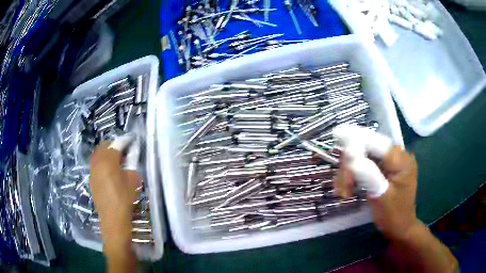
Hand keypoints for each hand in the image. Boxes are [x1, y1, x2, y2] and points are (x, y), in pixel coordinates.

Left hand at [89, 135, 137, 249]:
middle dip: (114, 145)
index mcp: (108, 160)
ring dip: (107, 153)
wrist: (113, 218)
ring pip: (98, 153)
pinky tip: (109, 171)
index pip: (117, 143)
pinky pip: (95, 163)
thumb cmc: (125, 199)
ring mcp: (92, 169)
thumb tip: (132, 150)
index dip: (126, 141)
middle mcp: (97, 161)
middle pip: (104, 145)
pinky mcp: (91, 178)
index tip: (132, 141)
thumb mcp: (132, 179)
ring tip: (116, 161)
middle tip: (124, 152)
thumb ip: (132, 161)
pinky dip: (102, 162)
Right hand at [333, 125, 419, 239]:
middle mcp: (397, 155)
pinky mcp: (384, 168)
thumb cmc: (394, 215)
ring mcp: (390, 161)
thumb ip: (368, 175)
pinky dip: (353, 175)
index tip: (336, 135)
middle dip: (351, 165)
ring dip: (349, 172)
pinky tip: (348, 188)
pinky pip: (365, 164)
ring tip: (344, 192)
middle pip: (368, 147)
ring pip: (363, 156)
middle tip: (342, 187)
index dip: (356, 139)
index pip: (378, 143)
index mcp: (401, 160)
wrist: (400, 227)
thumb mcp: (381, 197)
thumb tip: (350, 157)